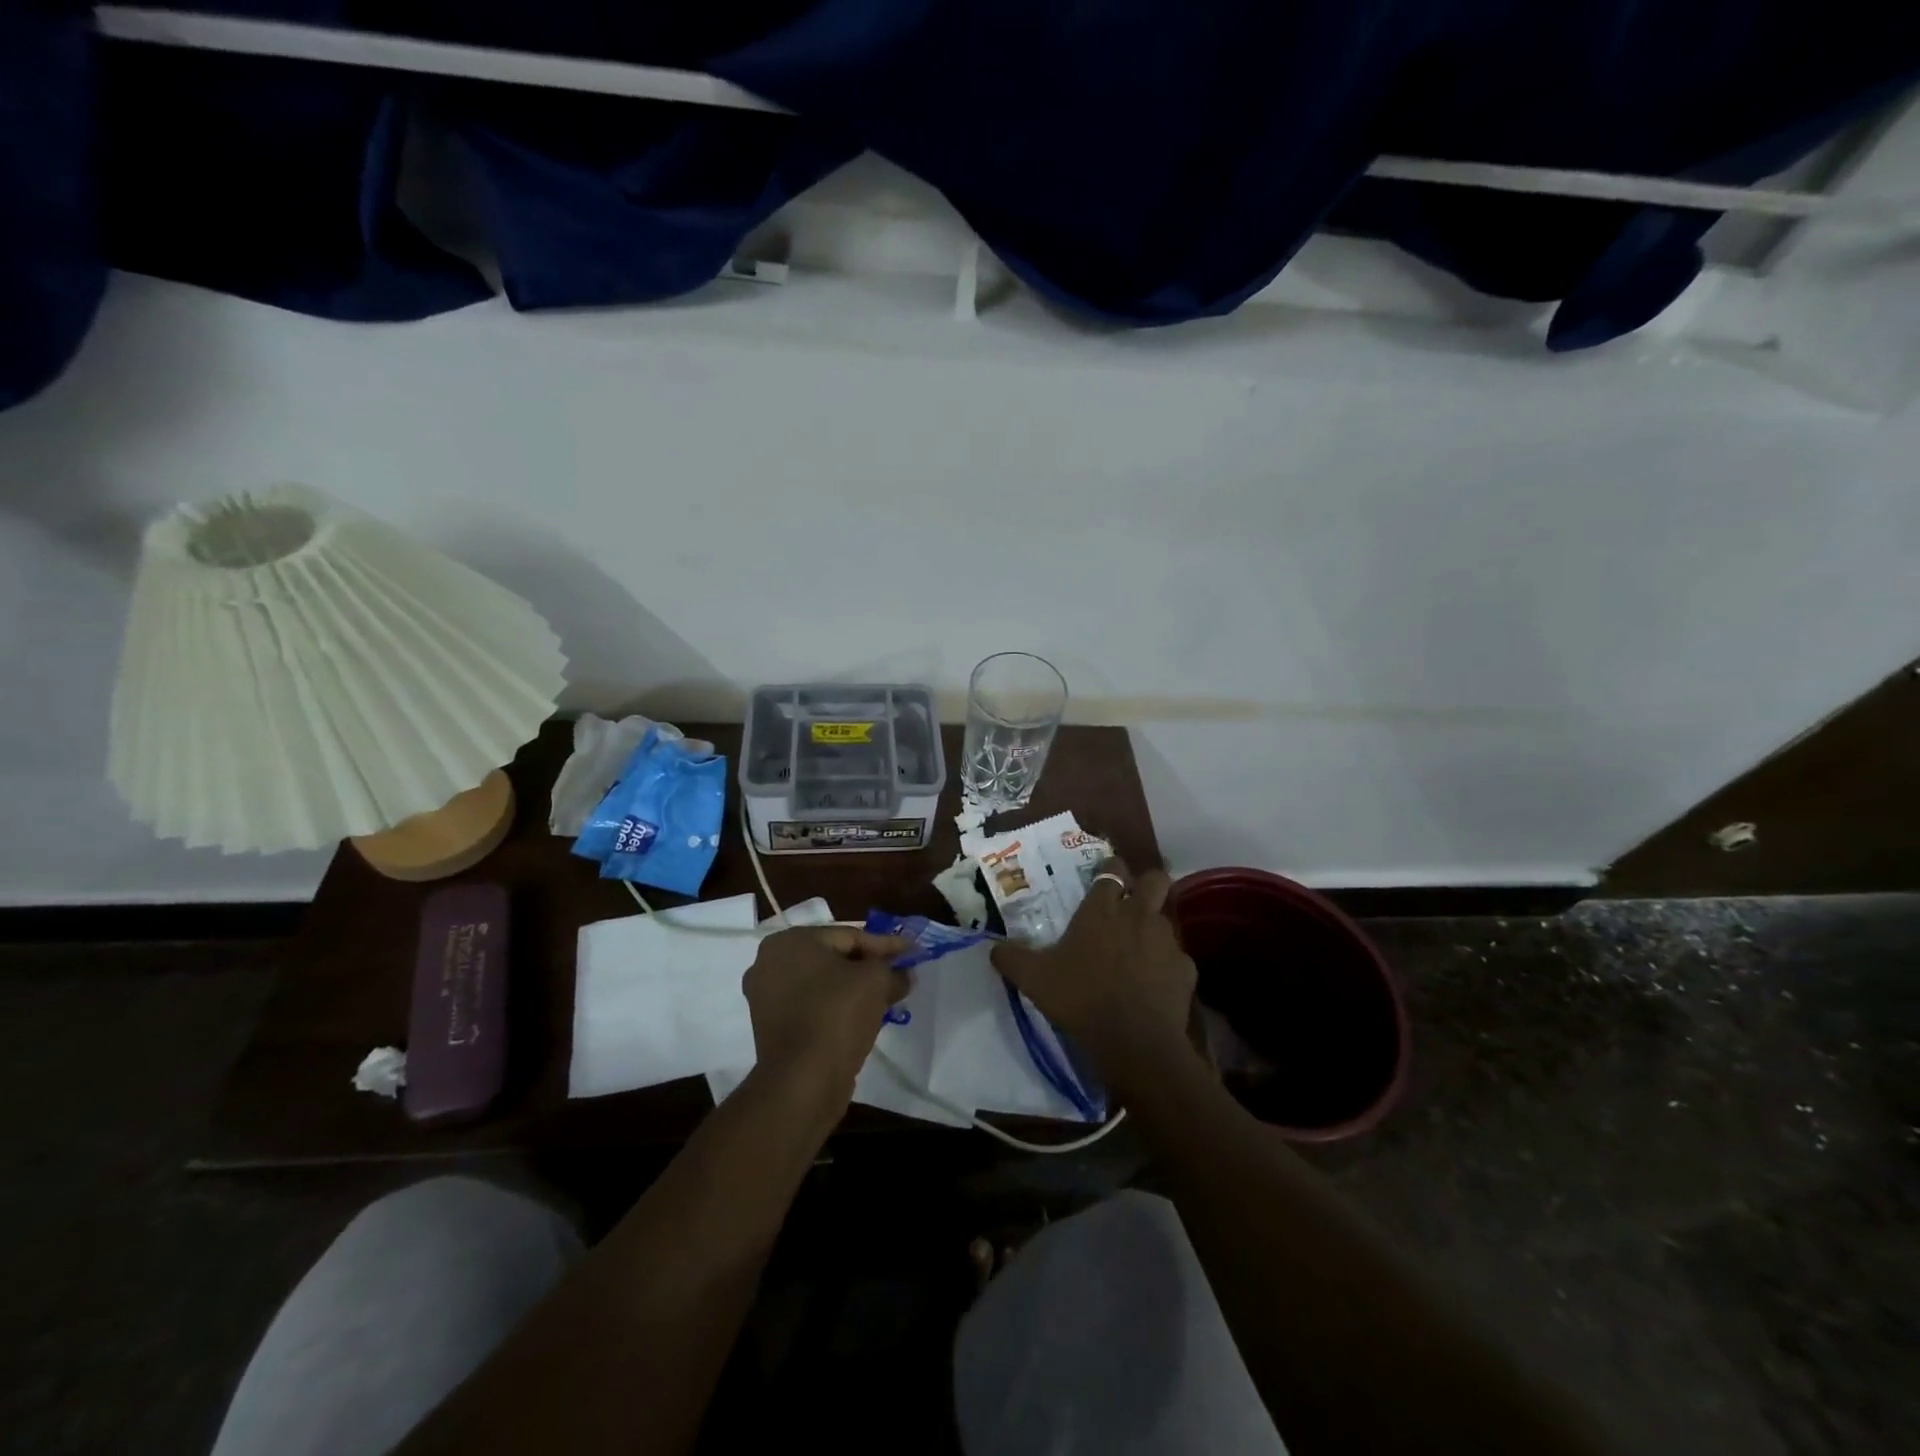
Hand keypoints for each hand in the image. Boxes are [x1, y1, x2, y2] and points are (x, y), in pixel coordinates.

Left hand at [743, 927, 910, 1108]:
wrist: (802, 1082)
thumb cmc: (837, 1015)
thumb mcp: (876, 981)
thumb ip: (892, 970)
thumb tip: (904, 975)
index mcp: (790, 941)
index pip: (849, 936)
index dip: (885, 945)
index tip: (912, 952)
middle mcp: (769, 963)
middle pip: (833, 958)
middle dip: (868, 967)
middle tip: (899, 973)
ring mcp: (765, 997)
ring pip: (822, 984)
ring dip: (854, 989)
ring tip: (885, 996)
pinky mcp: (769, 1027)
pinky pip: (811, 1007)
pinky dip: (835, 1008)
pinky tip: (861, 1017)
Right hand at [990, 859, 1197, 1092]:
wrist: (1133, 1041)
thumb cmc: (1080, 998)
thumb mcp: (1033, 979)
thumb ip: (1012, 958)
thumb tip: (993, 948)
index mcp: (1101, 909)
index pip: (1111, 870)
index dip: (1110, 870)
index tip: (1105, 877)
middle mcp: (1138, 915)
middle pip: (1155, 880)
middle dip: (1147, 884)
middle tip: (1133, 902)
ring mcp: (1167, 941)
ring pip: (1166, 920)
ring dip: (1154, 930)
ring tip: (1139, 953)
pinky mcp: (1186, 970)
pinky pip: (1177, 960)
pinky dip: (1167, 969)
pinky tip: (1155, 987)